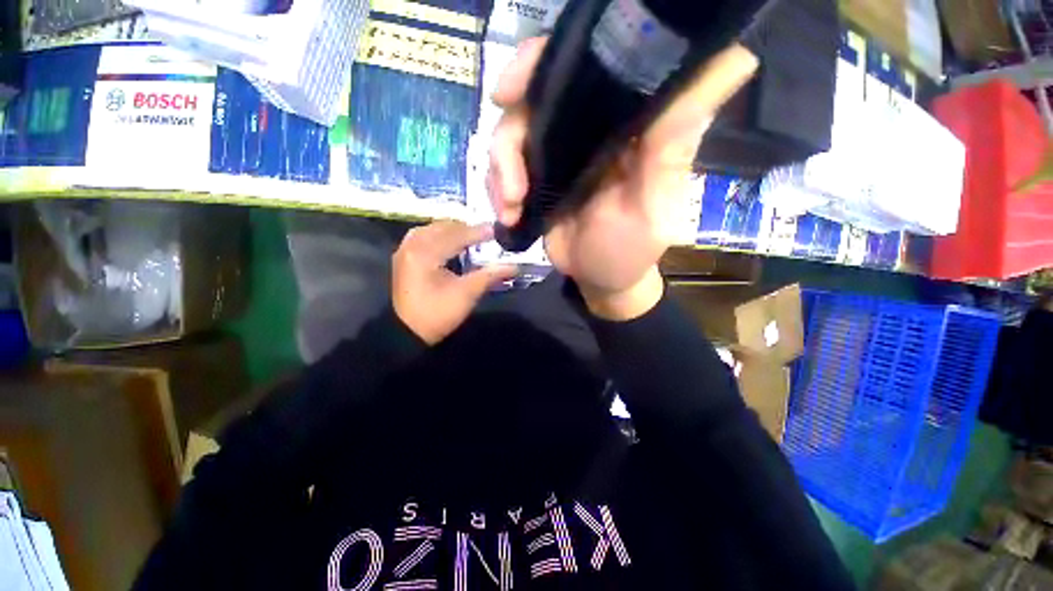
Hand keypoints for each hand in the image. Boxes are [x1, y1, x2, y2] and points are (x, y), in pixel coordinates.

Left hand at [393, 221, 516, 344]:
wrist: (408, 333)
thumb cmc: (438, 314)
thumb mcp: (467, 294)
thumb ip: (490, 275)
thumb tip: (514, 266)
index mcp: (425, 253)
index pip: (456, 235)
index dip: (477, 232)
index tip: (495, 230)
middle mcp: (412, 245)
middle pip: (442, 227)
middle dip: (464, 229)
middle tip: (484, 235)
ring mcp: (404, 251)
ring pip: (431, 229)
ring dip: (451, 231)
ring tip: (469, 237)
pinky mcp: (403, 258)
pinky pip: (423, 237)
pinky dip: (439, 236)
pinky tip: (449, 243)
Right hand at [488, 37, 757, 319]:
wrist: (599, 280)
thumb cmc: (630, 250)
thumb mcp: (652, 205)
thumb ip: (673, 145)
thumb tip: (736, 58)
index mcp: (627, 126)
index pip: (593, 65)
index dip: (550, 61)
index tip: (516, 86)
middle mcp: (592, 130)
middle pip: (540, 92)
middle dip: (513, 115)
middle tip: (504, 155)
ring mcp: (560, 154)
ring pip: (514, 132)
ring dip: (502, 168)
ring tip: (512, 205)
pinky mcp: (539, 178)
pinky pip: (506, 167)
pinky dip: (498, 187)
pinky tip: (508, 214)